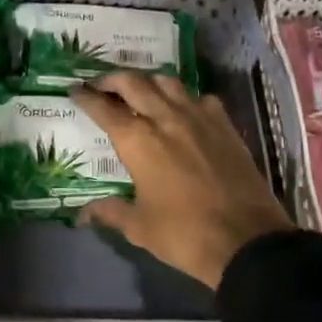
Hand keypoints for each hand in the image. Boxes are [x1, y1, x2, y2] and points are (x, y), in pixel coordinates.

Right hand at [73, 72, 294, 289]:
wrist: (247, 241)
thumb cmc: (184, 235)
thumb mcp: (139, 227)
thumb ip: (110, 212)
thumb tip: (83, 214)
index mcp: (138, 140)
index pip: (104, 108)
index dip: (86, 96)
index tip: (75, 90)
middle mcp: (165, 118)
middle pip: (133, 82)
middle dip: (112, 80)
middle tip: (101, 85)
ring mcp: (199, 117)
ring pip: (168, 82)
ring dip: (148, 81)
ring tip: (140, 91)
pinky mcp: (225, 125)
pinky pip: (200, 98)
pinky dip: (185, 98)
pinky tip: (184, 110)